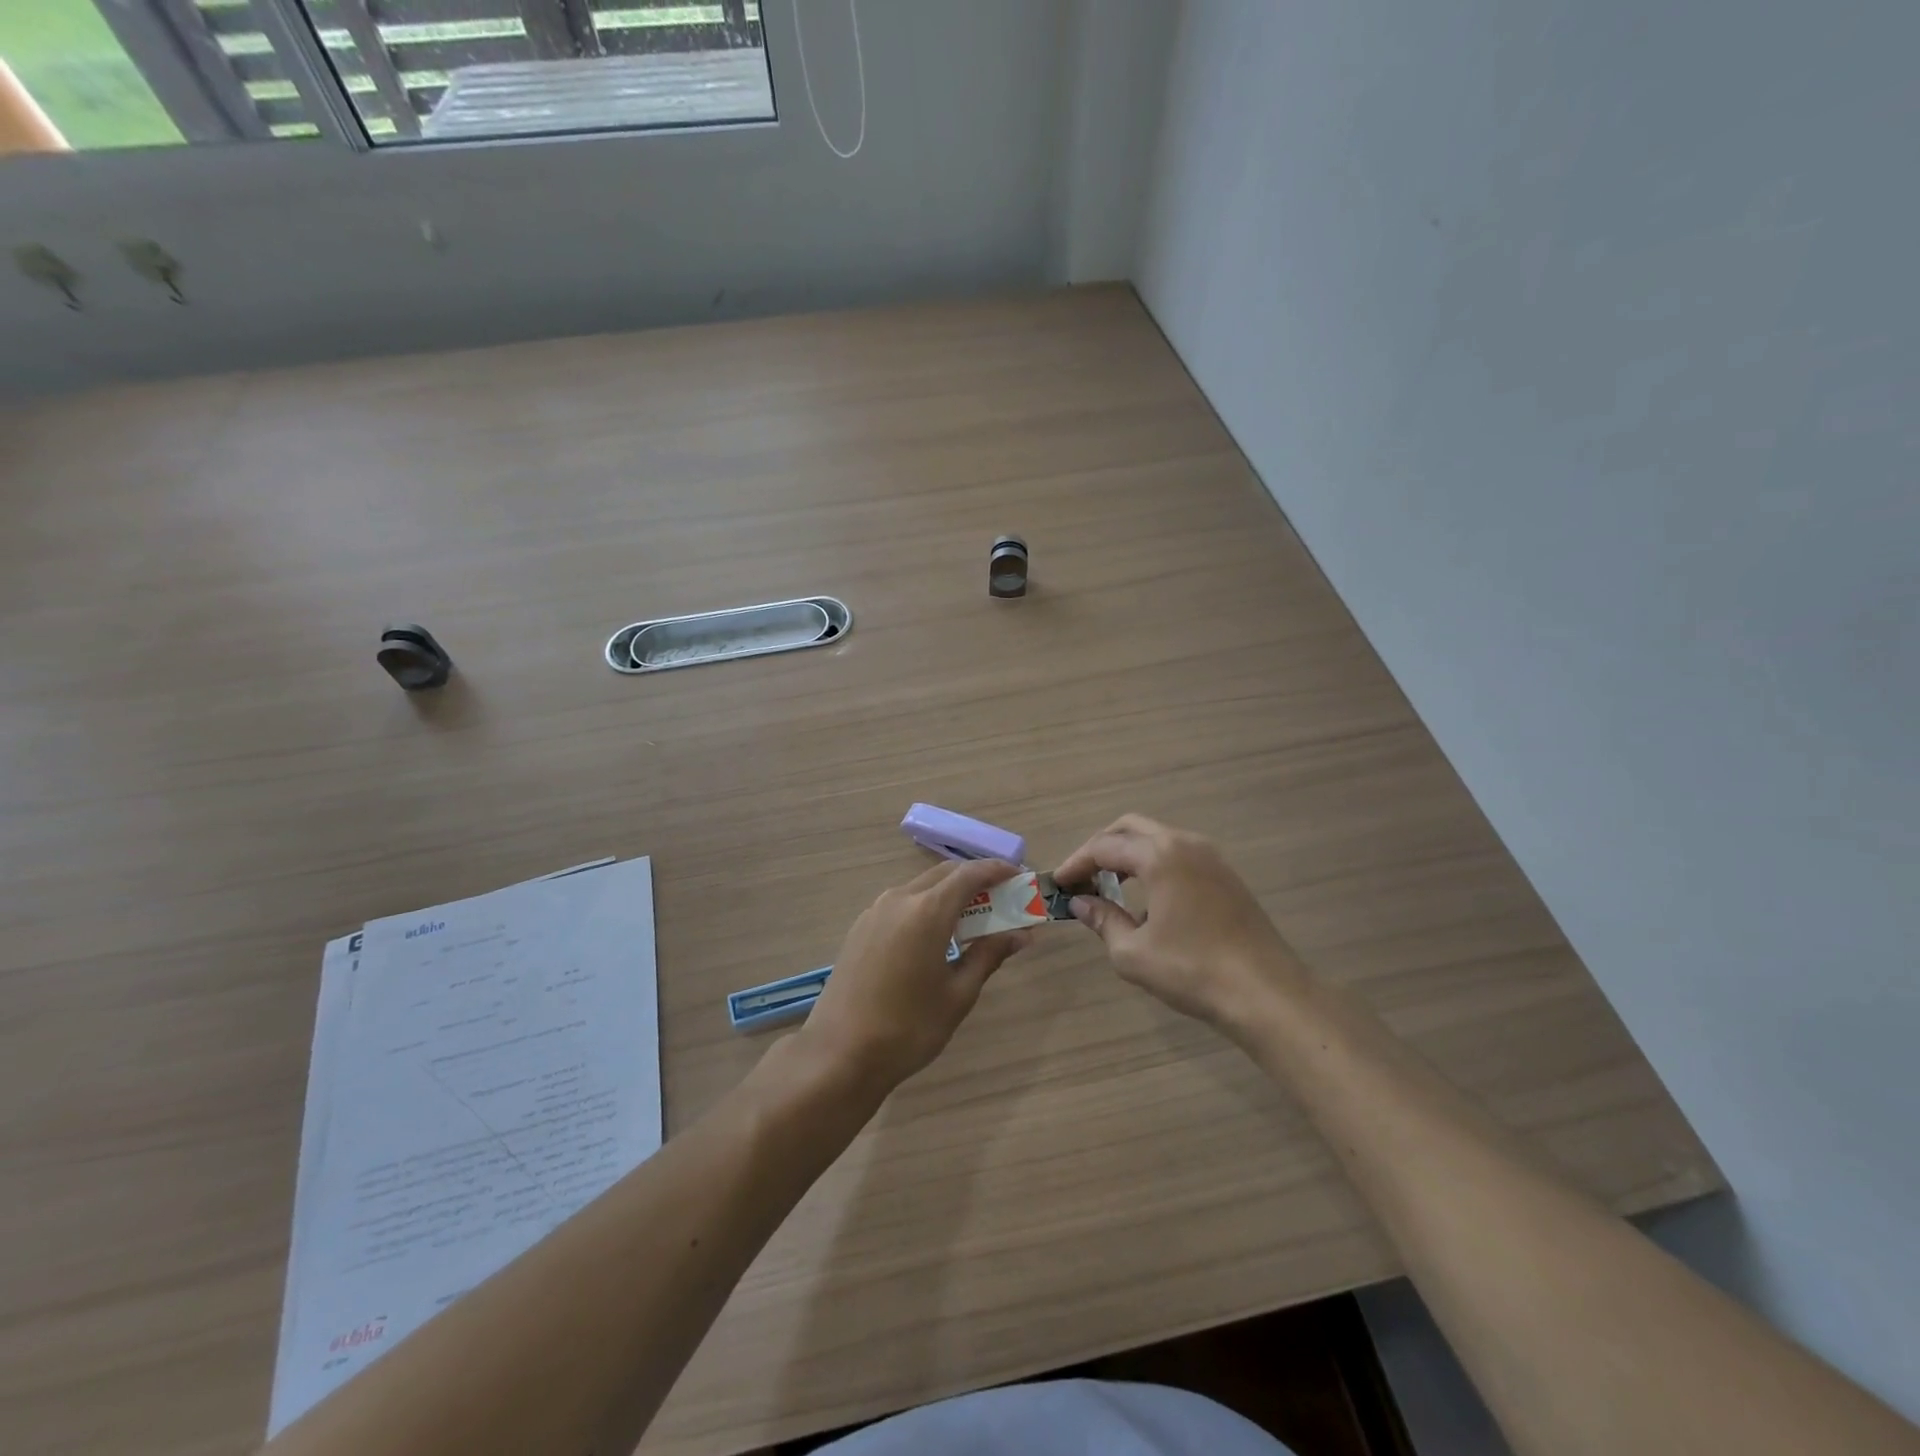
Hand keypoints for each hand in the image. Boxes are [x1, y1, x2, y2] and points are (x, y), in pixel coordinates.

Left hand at [800, 859, 1033, 1092]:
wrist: (840, 1054)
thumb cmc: (909, 1028)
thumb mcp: (958, 994)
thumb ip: (988, 955)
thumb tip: (1020, 934)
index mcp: (927, 911)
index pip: (969, 874)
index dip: (997, 870)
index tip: (1018, 876)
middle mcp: (899, 899)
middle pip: (944, 875)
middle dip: (975, 880)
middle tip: (1001, 900)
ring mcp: (875, 912)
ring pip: (920, 888)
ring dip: (949, 894)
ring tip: (971, 920)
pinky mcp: (860, 928)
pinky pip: (901, 904)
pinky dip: (925, 907)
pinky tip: (934, 937)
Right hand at [1053, 815, 1303, 1031]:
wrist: (1265, 992)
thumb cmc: (1191, 970)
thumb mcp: (1133, 952)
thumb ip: (1102, 920)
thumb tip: (1080, 903)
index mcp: (1159, 855)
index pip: (1104, 847)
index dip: (1076, 864)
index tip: (1058, 884)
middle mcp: (1184, 843)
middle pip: (1130, 828)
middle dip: (1101, 848)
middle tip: (1082, 876)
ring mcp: (1211, 857)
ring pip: (1158, 838)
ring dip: (1129, 853)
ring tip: (1109, 884)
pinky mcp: (1226, 875)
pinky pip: (1179, 854)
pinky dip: (1154, 863)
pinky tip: (1148, 897)